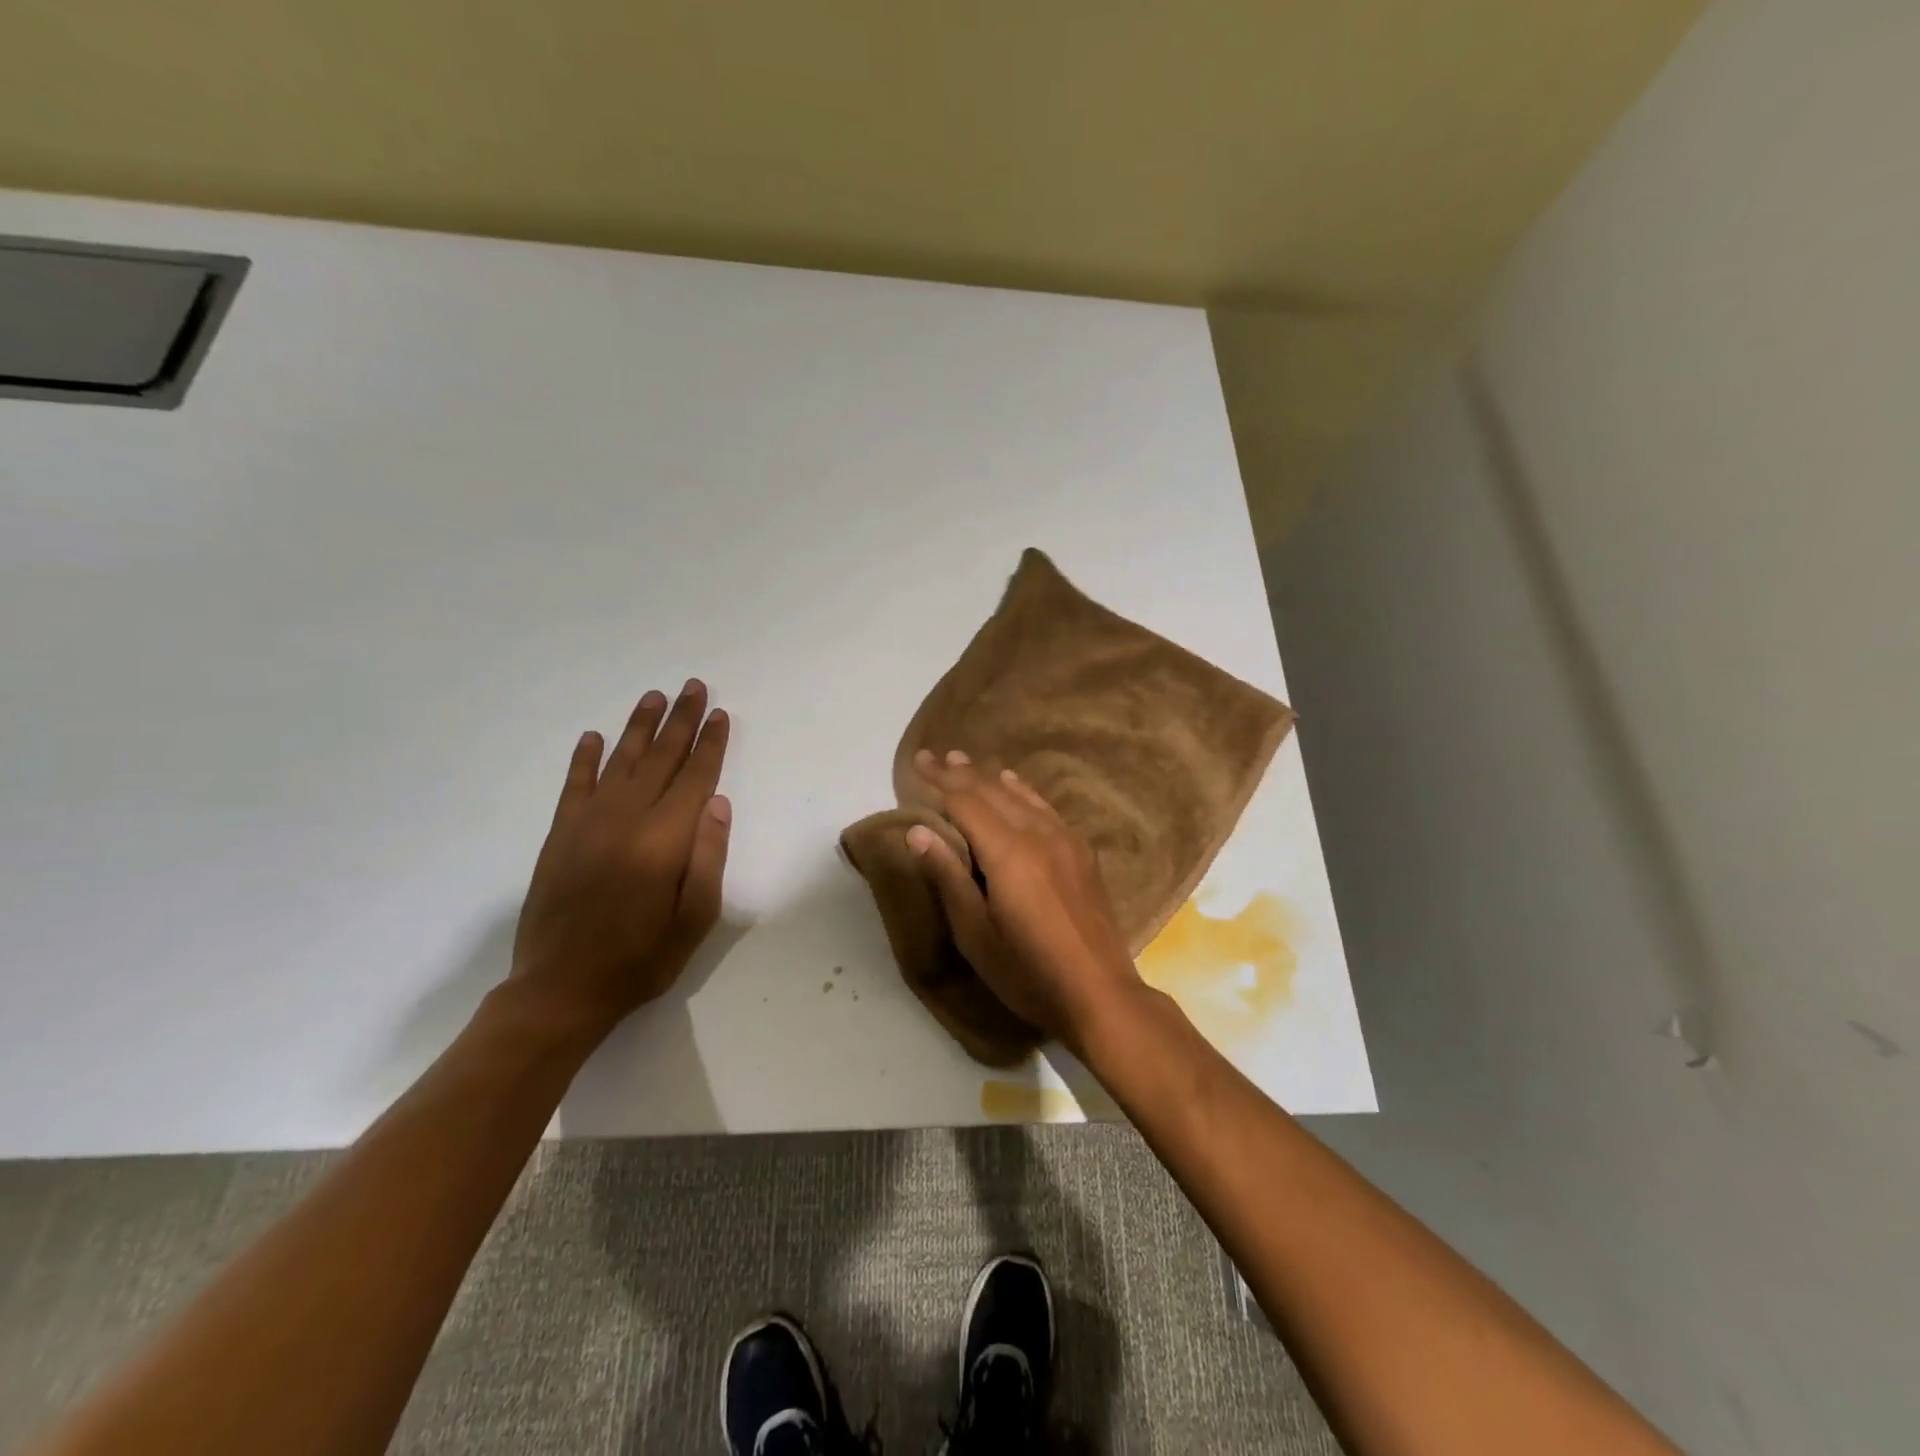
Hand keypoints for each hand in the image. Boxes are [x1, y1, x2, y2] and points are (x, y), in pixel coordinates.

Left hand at [510, 680, 731, 1041]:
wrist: (560, 989)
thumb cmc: (641, 958)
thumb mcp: (696, 919)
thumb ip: (709, 857)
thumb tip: (718, 801)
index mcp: (664, 840)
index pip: (695, 778)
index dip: (711, 744)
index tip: (721, 714)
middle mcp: (626, 819)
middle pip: (659, 758)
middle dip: (681, 721)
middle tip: (693, 687)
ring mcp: (587, 824)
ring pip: (619, 761)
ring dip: (638, 726)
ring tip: (654, 696)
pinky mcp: (559, 835)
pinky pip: (574, 785)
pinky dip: (584, 758)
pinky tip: (594, 737)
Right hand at [906, 749, 1144, 1050]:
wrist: (1100, 994)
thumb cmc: (1028, 972)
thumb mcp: (975, 934)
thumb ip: (948, 876)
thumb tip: (917, 830)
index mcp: (1009, 852)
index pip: (966, 801)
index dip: (939, 780)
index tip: (918, 761)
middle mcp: (1039, 834)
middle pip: (994, 791)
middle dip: (962, 772)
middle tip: (936, 757)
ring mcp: (1066, 840)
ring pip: (1022, 794)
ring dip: (991, 777)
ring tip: (968, 764)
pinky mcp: (1083, 853)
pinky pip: (1046, 808)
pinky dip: (1023, 791)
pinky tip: (1016, 787)